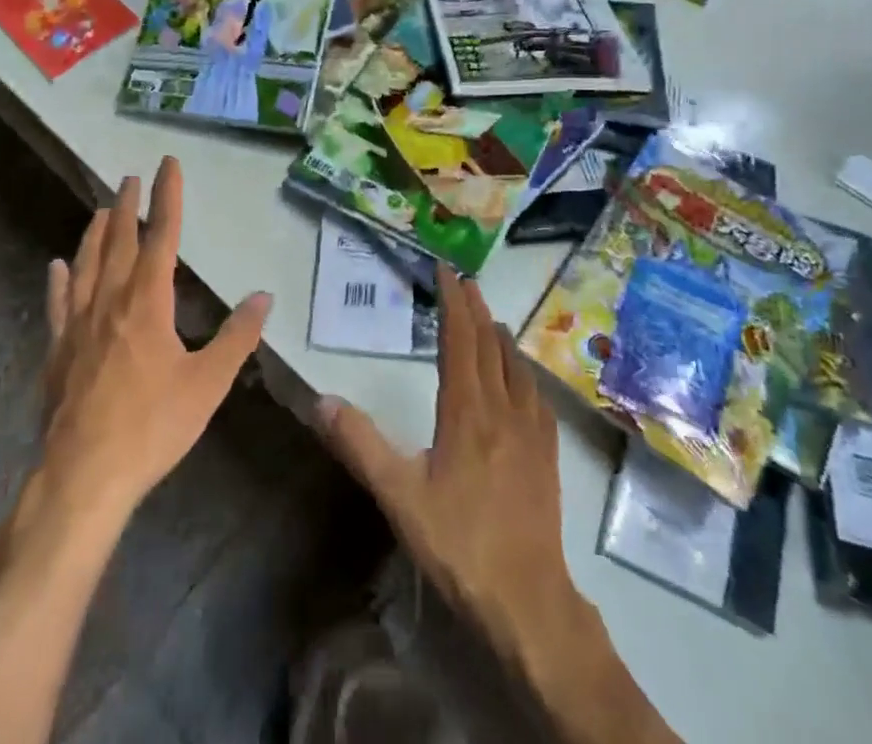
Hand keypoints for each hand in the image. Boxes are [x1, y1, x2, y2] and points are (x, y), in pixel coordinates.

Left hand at [41, 156, 271, 519]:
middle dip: (127, 206)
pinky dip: (57, 280)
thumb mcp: (208, 383)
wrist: (83, 476)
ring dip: (94, 233)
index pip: (161, 236)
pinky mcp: (57, 351)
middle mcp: (110, 301)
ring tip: (99, 209)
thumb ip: (237, 337)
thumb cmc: (152, 427)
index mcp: (148, 302)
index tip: (167, 164)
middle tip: (130, 177)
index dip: (167, 197)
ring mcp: (78, 324)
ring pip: (85, 264)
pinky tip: (55, 266)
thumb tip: (263, 297)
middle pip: (118, 241)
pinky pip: (57, 304)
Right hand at [316, 263, 572, 648]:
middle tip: (466, 280)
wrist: (528, 599)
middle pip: (490, 344)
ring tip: (490, 319)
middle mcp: (502, 408)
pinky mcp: (548, 454)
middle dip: (476, 308)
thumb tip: (323, 400)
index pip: (460, 339)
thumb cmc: (460, 544)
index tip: (446, 271)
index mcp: (466, 410)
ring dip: (500, 336)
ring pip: (516, 366)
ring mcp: (531, 430)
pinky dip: (524, 371)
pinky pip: (536, 395)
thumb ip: (360, 445)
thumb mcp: (399, 495)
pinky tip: (522, 377)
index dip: (453, 301)